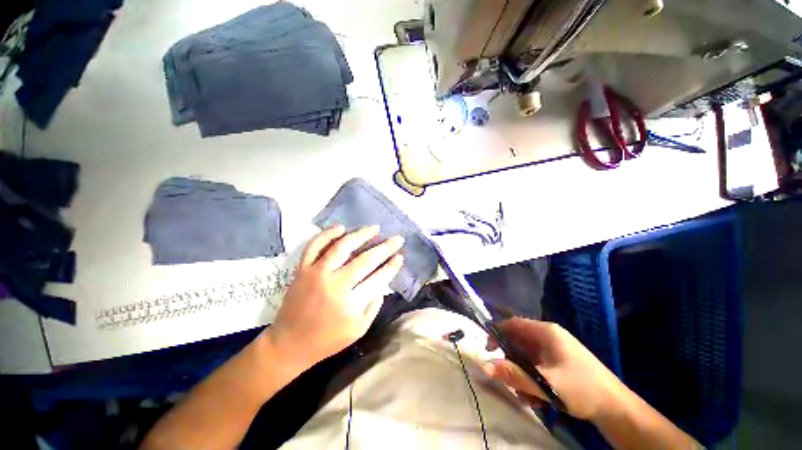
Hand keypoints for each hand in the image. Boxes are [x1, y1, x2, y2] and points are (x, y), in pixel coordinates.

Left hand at [266, 225, 403, 369]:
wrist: (289, 344)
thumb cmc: (327, 340)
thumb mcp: (358, 330)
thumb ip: (374, 305)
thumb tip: (383, 283)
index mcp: (351, 303)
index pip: (378, 278)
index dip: (392, 266)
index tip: (400, 256)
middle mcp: (335, 284)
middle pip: (365, 260)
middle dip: (385, 248)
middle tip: (397, 239)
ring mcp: (317, 274)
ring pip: (342, 247)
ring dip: (361, 235)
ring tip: (375, 228)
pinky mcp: (302, 269)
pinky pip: (314, 246)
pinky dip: (327, 234)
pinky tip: (340, 227)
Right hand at [483, 317, 626, 419]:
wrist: (616, 409)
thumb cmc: (581, 389)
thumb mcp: (545, 383)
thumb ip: (514, 374)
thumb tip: (485, 366)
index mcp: (546, 332)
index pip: (513, 324)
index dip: (497, 333)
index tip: (488, 349)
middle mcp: (549, 337)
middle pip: (519, 342)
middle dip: (511, 362)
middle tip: (509, 380)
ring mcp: (555, 350)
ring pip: (527, 357)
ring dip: (522, 374)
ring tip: (527, 395)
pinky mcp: (560, 363)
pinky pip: (537, 366)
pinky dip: (533, 379)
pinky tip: (538, 397)